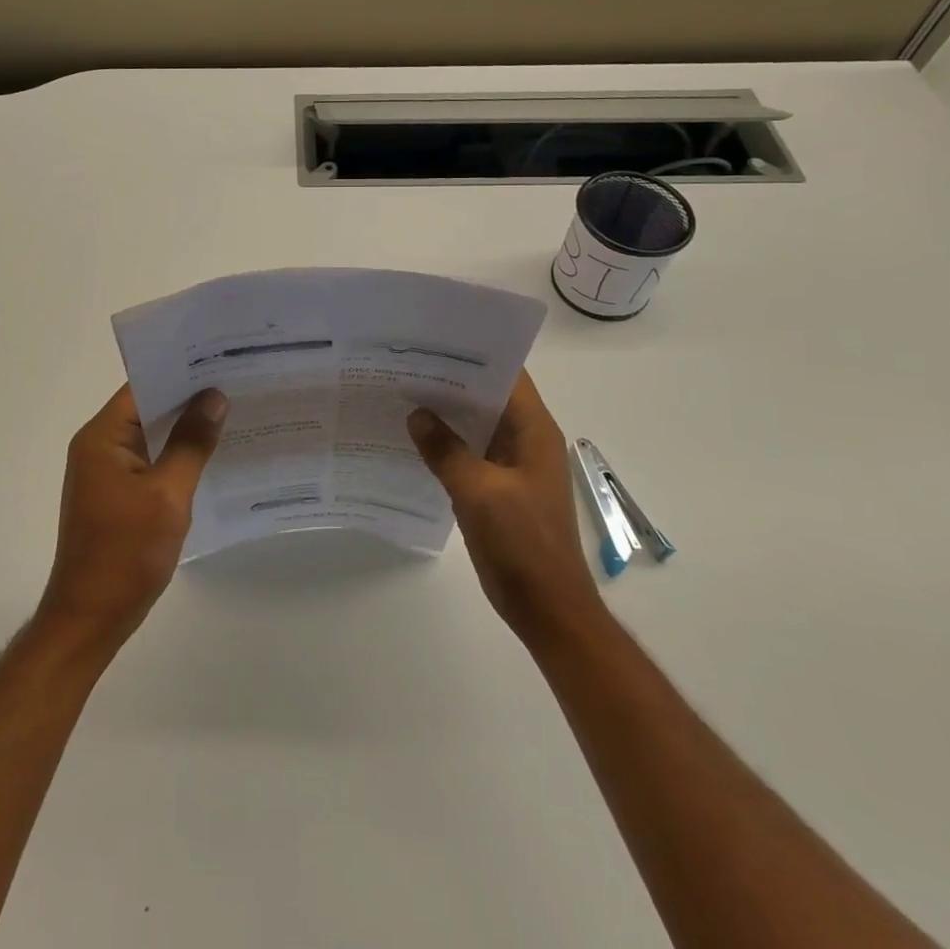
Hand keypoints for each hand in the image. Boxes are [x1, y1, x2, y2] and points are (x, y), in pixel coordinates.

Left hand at [37, 384, 227, 648]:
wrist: (90, 619)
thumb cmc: (125, 553)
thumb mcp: (167, 494)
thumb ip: (191, 443)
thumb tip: (214, 397)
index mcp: (102, 437)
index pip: (143, 386)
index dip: (180, 372)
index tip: (221, 361)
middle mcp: (99, 446)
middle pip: (148, 408)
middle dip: (189, 398)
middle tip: (238, 383)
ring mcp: (106, 472)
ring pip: (151, 435)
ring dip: (185, 428)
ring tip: (233, 412)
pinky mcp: (116, 495)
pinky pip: (150, 461)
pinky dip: (177, 455)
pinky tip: (212, 455)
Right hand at [407, 370, 599, 642]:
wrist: (547, 607)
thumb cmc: (522, 543)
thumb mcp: (478, 492)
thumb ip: (445, 450)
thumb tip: (416, 415)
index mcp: (534, 431)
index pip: (507, 375)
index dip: (474, 356)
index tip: (434, 342)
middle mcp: (527, 440)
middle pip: (489, 398)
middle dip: (451, 382)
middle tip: (406, 365)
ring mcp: (514, 466)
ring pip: (478, 426)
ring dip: (448, 414)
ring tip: (402, 395)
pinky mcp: (500, 489)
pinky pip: (472, 454)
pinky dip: (448, 445)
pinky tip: (414, 441)